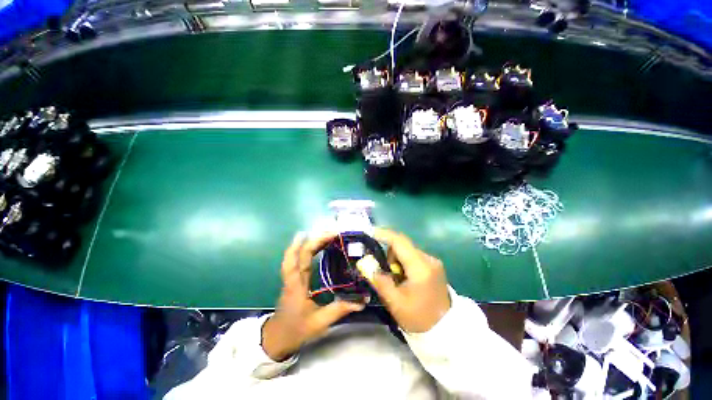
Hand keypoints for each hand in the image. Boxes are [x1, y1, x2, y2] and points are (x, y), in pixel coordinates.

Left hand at [261, 232, 364, 360]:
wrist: (277, 338)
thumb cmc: (296, 329)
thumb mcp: (320, 322)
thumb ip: (340, 309)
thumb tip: (362, 300)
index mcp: (297, 285)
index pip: (301, 258)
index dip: (312, 243)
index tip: (327, 235)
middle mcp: (293, 277)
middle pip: (299, 252)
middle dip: (314, 239)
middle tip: (331, 232)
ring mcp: (291, 277)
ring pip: (297, 254)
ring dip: (310, 242)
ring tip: (325, 235)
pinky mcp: (293, 279)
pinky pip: (297, 259)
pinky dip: (305, 249)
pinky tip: (314, 245)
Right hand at [365, 228, 450, 332]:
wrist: (444, 329)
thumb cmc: (418, 318)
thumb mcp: (394, 302)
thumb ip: (380, 281)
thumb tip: (368, 265)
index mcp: (420, 267)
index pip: (400, 242)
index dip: (384, 234)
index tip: (371, 233)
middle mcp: (428, 259)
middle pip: (403, 245)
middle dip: (390, 255)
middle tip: (387, 273)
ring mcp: (433, 261)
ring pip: (407, 250)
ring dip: (398, 260)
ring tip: (398, 279)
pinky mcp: (434, 265)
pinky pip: (413, 256)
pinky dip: (405, 263)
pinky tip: (406, 278)